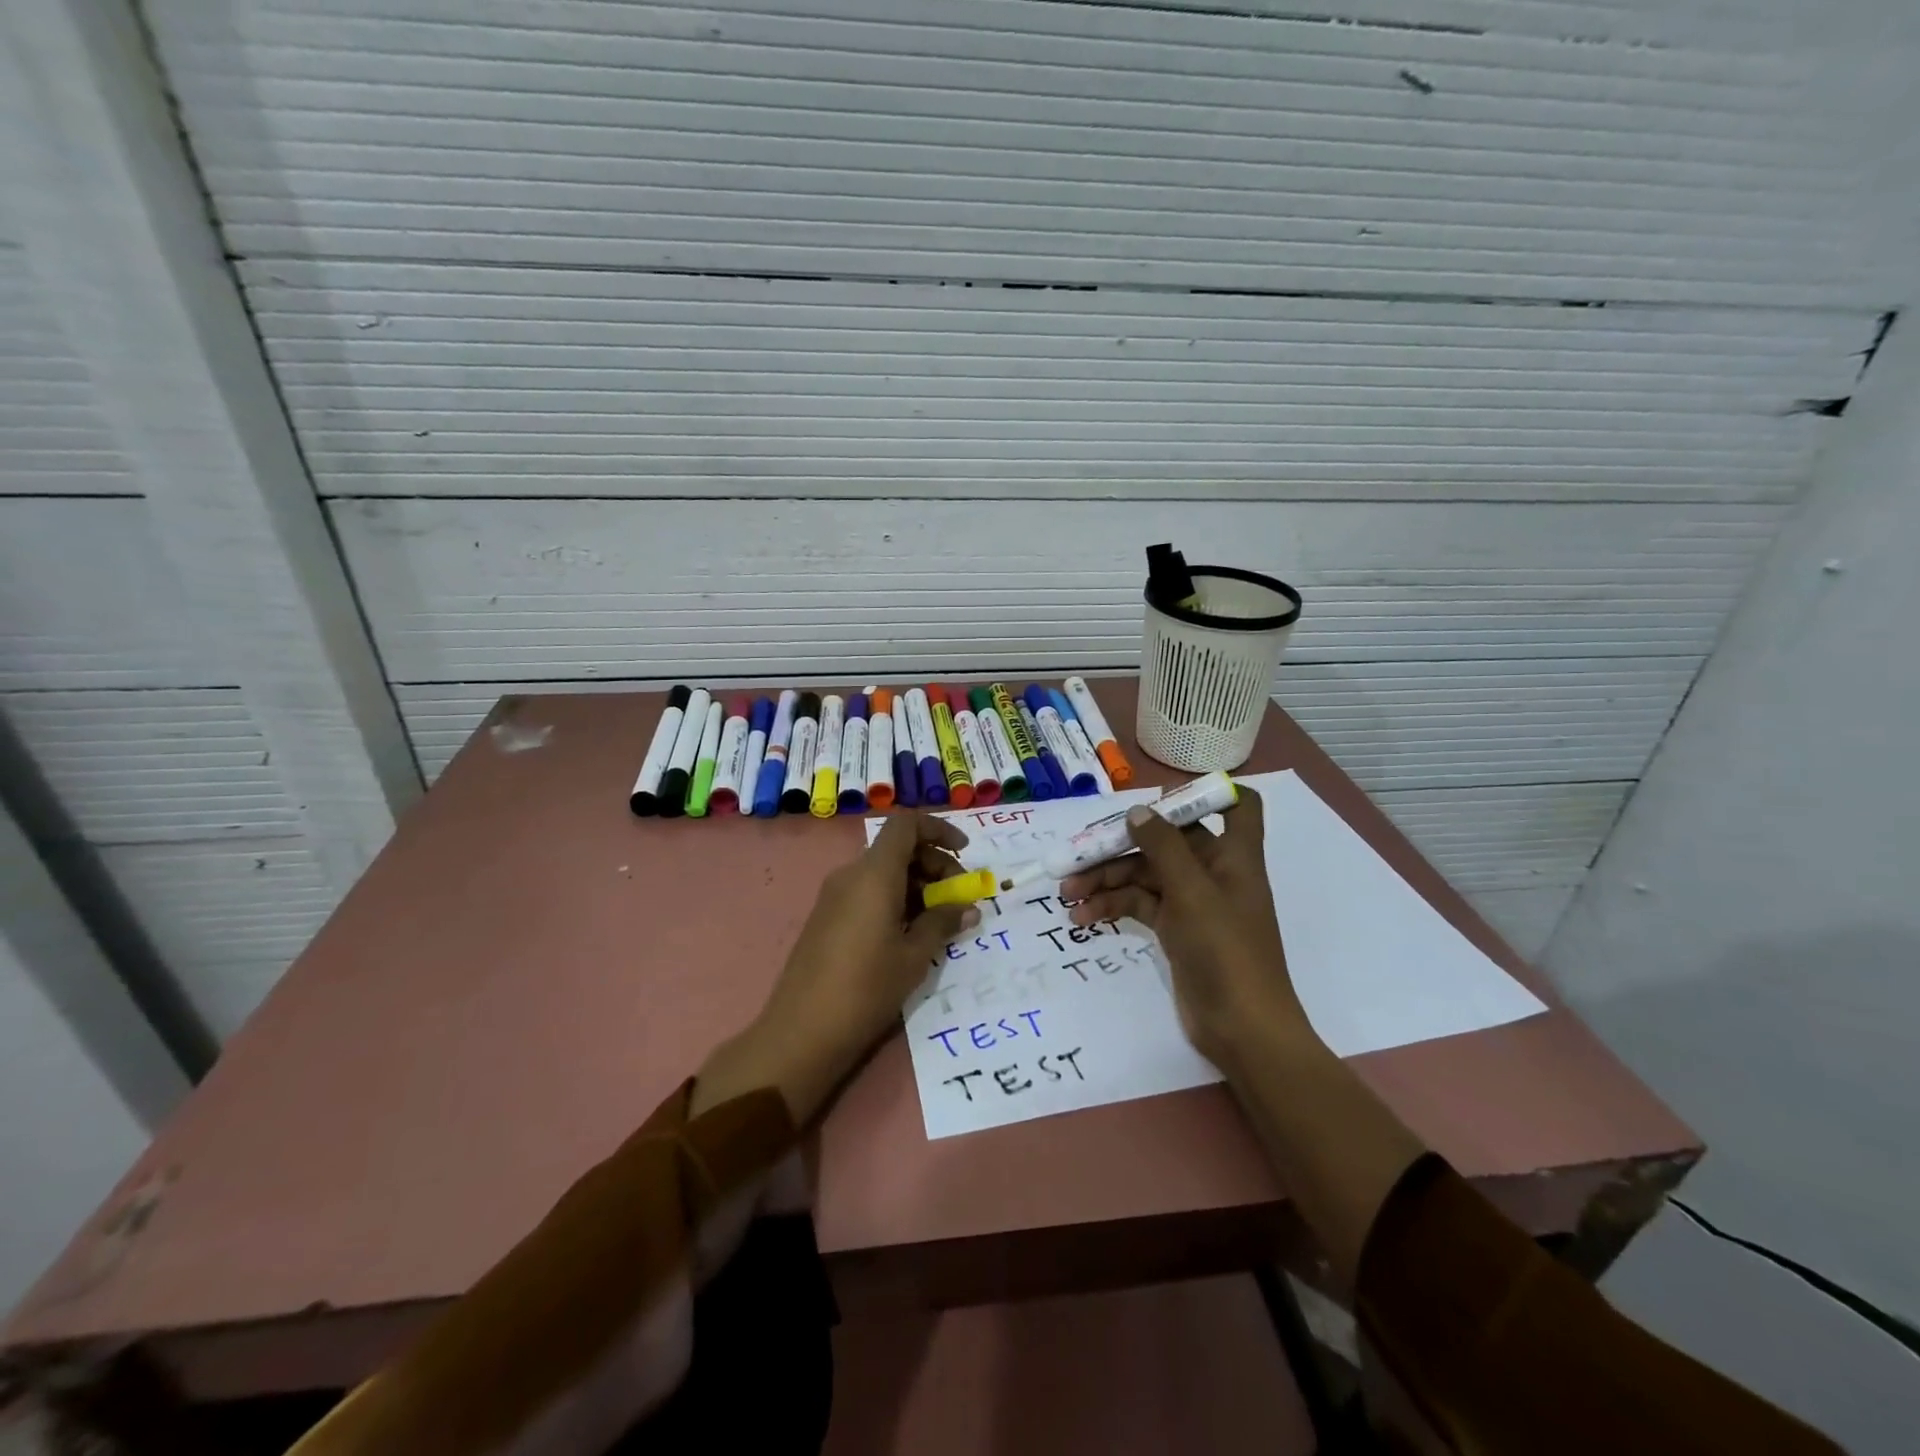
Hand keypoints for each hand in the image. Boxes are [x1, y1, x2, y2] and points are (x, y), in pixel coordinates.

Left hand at [694, 813, 977, 1123]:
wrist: (801, 1031)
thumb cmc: (866, 988)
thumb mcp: (914, 956)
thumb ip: (942, 924)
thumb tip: (967, 908)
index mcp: (874, 873)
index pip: (907, 824)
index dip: (938, 830)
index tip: (964, 853)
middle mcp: (852, 874)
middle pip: (898, 848)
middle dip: (934, 864)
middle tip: (958, 900)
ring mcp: (835, 895)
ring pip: (883, 871)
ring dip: (916, 884)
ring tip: (939, 921)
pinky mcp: (827, 916)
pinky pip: (867, 890)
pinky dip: (895, 898)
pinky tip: (909, 933)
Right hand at [1061, 786, 1312, 1070]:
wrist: (1242, 1030)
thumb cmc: (1226, 951)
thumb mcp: (1192, 892)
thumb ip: (1163, 846)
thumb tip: (1137, 810)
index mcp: (1233, 855)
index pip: (1239, 806)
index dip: (1207, 795)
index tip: (1161, 800)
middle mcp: (1213, 871)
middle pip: (1166, 841)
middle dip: (1122, 846)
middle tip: (1077, 858)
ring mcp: (1192, 902)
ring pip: (1145, 875)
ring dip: (1107, 880)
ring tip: (1068, 896)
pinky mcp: (1175, 929)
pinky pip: (1139, 904)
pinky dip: (1112, 907)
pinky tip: (1084, 918)